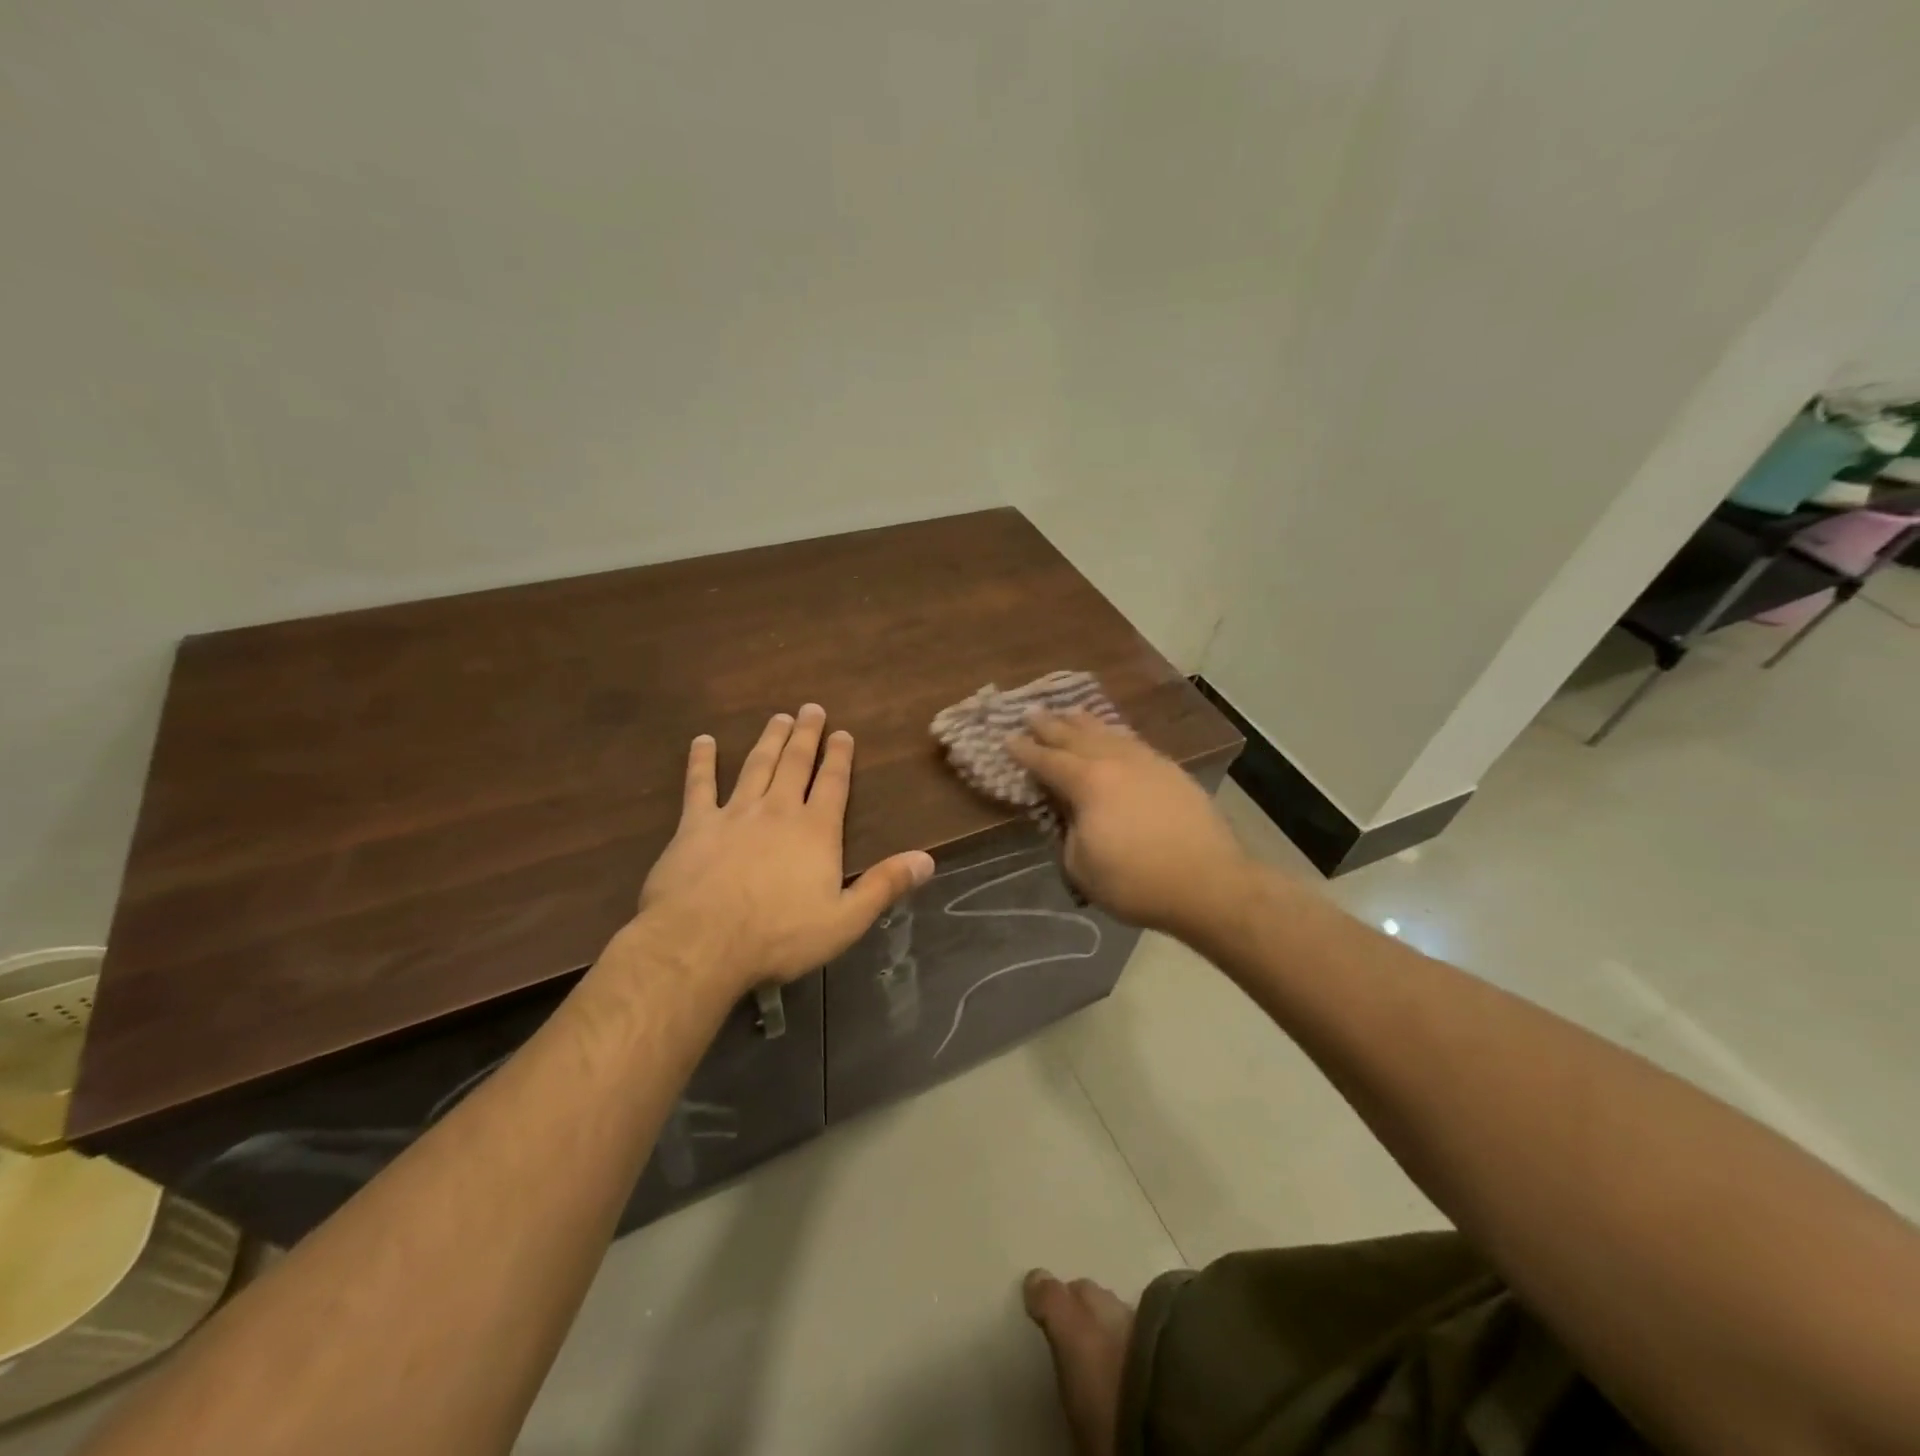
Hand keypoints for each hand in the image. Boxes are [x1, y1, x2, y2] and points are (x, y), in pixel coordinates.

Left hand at [631, 705, 934, 994]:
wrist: (703, 942)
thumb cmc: (779, 936)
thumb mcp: (845, 920)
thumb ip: (884, 886)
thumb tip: (927, 860)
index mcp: (815, 831)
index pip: (833, 784)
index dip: (840, 757)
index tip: (843, 734)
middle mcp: (778, 811)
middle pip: (796, 764)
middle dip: (806, 735)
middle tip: (811, 708)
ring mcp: (735, 813)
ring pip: (756, 766)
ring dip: (769, 740)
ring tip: (777, 718)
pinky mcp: (695, 825)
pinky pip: (699, 785)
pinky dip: (701, 761)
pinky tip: (703, 741)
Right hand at [1008, 710, 1252, 938]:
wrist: (1208, 883)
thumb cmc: (1136, 881)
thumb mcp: (1081, 867)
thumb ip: (1068, 834)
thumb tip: (1071, 816)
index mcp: (1087, 782)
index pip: (1047, 761)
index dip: (1024, 751)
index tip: (1007, 738)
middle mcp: (1114, 761)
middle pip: (1075, 737)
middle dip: (1050, 725)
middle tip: (1031, 712)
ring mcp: (1146, 762)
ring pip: (1108, 733)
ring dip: (1084, 722)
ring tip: (1070, 712)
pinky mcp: (1170, 771)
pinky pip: (1133, 742)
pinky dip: (1115, 735)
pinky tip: (1114, 736)